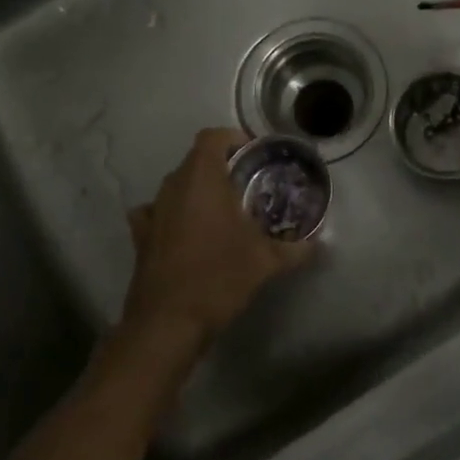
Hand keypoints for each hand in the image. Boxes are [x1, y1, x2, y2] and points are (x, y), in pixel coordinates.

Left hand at [121, 128, 311, 353]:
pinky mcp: (141, 236)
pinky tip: (186, 232)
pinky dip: (173, 214)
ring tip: (222, 212)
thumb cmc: (219, 277)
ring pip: (177, 185)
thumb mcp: (266, 262)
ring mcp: (153, 211)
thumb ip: (296, 248)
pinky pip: (157, 212)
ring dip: (198, 191)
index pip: (213, 137)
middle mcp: (173, 186)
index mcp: (202, 179)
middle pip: (196, 160)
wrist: (168, 322)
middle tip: (248, 188)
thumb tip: (318, 242)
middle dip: (222, 167)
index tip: (256, 157)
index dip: (235, 140)